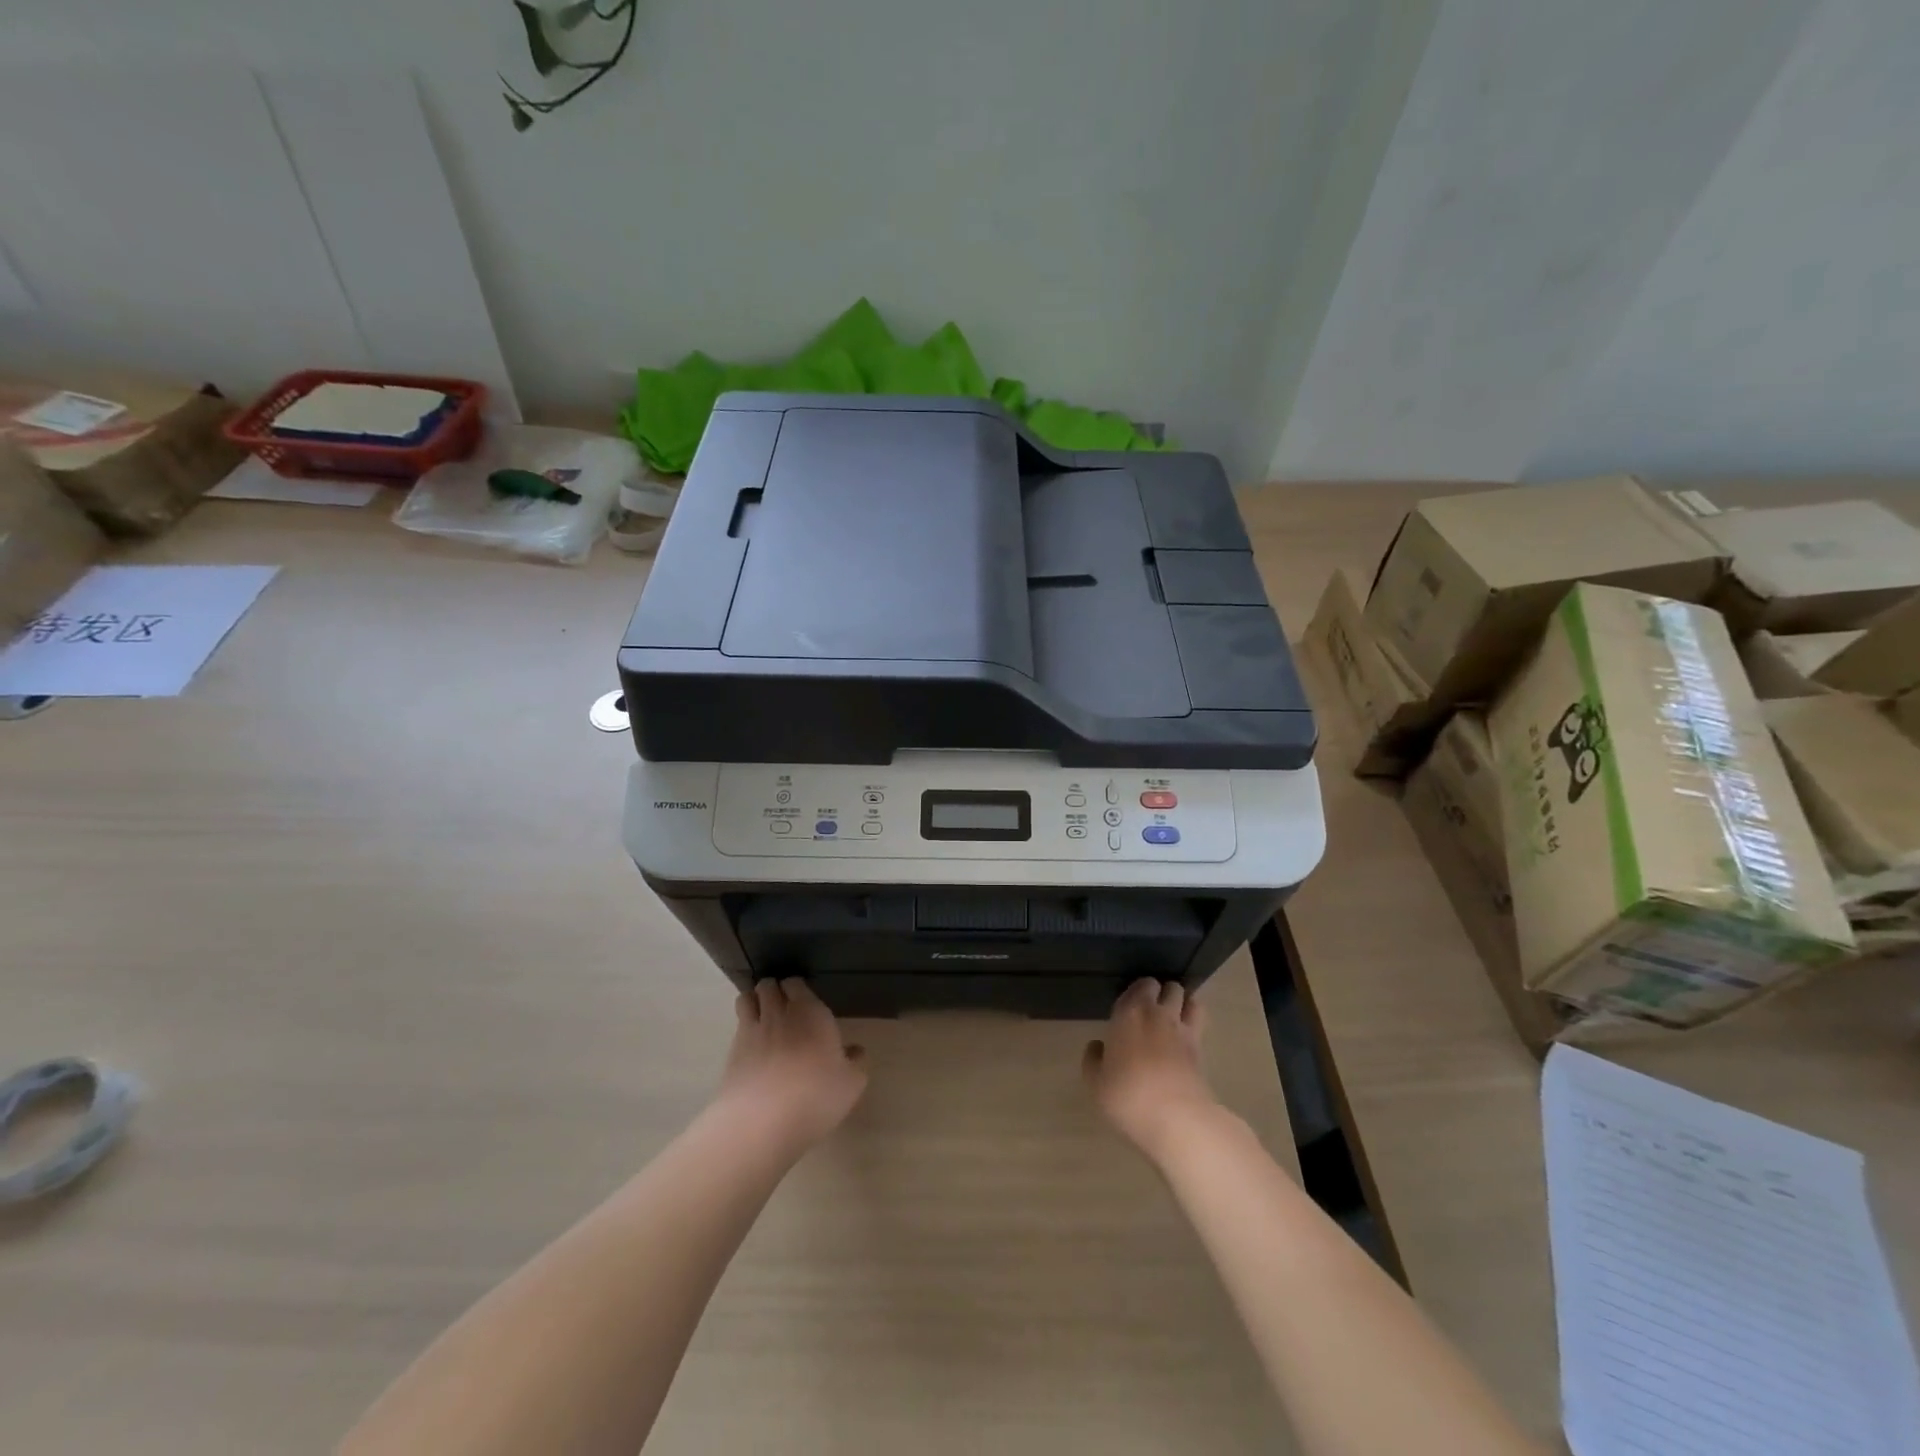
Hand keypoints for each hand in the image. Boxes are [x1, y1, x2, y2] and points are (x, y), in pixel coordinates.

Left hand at [716, 978, 866, 1151]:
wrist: (761, 1121)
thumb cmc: (815, 1096)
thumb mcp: (850, 1084)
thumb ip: (855, 1063)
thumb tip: (855, 1051)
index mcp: (811, 1012)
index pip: (797, 983)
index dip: (797, 988)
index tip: (803, 1000)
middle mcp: (779, 1013)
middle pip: (769, 985)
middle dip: (773, 990)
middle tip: (782, 1006)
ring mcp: (752, 1030)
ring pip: (747, 999)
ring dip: (754, 1001)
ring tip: (761, 1016)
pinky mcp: (732, 1052)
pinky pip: (736, 1026)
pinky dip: (742, 1027)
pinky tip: (751, 1044)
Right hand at [1083, 978, 1219, 1160]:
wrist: (1175, 1117)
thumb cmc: (1127, 1095)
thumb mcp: (1095, 1082)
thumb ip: (1093, 1059)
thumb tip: (1098, 1046)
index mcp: (1128, 1013)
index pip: (1139, 985)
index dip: (1137, 991)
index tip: (1130, 1005)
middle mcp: (1157, 1013)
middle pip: (1168, 987)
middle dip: (1163, 993)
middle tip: (1152, 1009)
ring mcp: (1183, 1029)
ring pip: (1189, 999)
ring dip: (1183, 1002)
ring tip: (1174, 1016)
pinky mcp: (1201, 1049)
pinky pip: (1200, 1022)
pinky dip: (1194, 1020)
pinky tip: (1186, 1034)